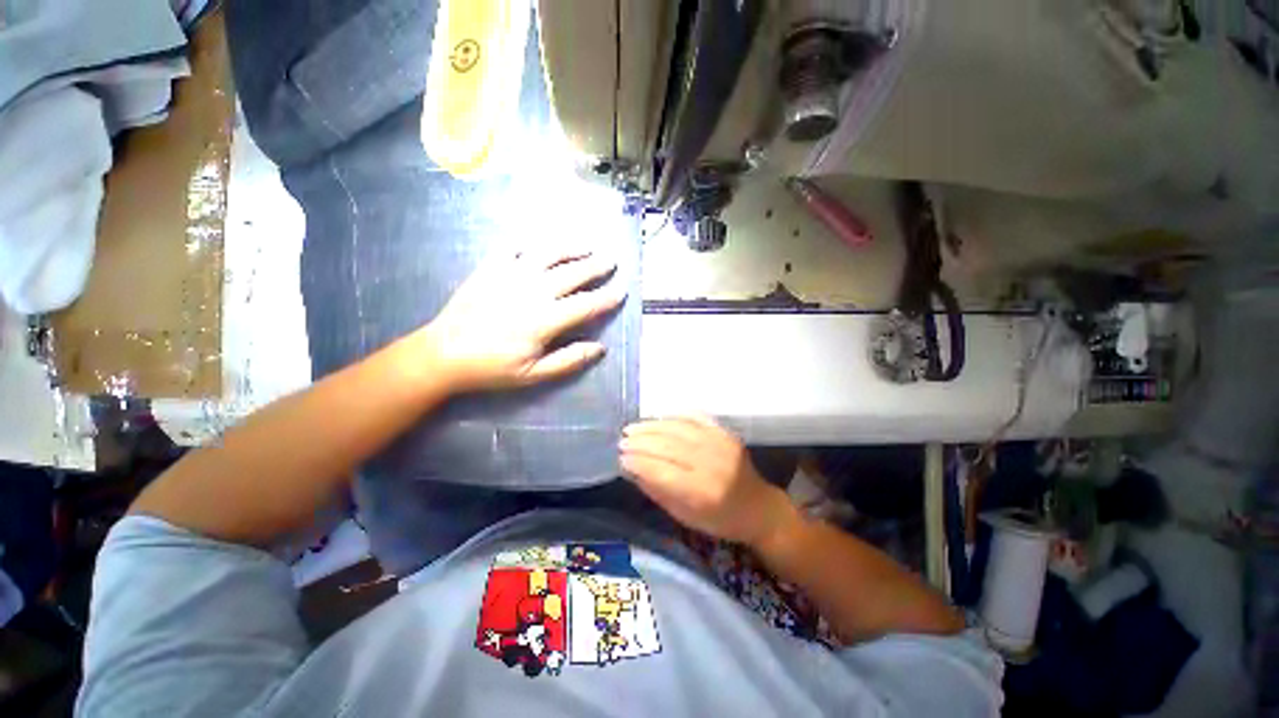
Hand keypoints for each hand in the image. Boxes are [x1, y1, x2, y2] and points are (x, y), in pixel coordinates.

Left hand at [423, 245, 625, 391]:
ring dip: (570, 248)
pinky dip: (530, 243)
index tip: (622, 290)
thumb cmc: (492, 368)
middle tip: (612, 260)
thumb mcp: (534, 374)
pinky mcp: (490, 268)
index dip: (607, 298)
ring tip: (586, 246)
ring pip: (548, 254)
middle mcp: (532, 291)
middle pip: (572, 274)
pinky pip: (514, 247)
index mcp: (544, 320)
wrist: (444, 353)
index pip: (585, 305)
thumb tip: (600, 348)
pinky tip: (540, 244)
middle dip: (596, 266)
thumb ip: (569, 360)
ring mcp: (510, 275)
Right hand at [619, 416, 797, 546]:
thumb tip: (632, 470)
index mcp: (703, 493)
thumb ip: (658, 491)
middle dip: (641, 442)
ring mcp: (720, 444)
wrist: (758, 507)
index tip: (621, 458)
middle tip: (622, 440)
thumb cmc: (719, 520)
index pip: (663, 471)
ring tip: (633, 428)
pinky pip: (695, 418)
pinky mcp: (725, 433)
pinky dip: (673, 417)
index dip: (639, 463)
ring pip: (679, 429)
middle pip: (669, 446)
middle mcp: (712, 464)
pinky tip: (657, 419)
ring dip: (652, 426)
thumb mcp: (685, 516)